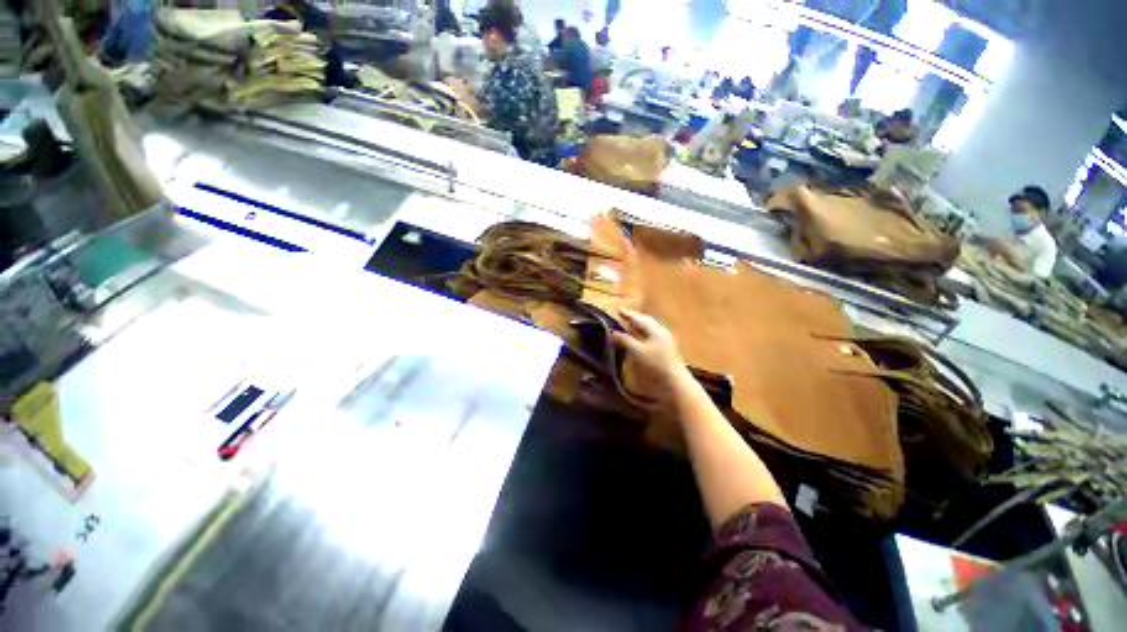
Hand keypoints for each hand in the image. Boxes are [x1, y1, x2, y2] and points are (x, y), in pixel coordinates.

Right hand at [612, 308, 691, 394]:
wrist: (676, 381)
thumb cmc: (656, 364)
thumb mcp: (637, 351)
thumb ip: (624, 341)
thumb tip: (612, 333)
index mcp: (655, 330)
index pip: (639, 318)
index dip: (628, 314)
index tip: (618, 310)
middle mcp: (661, 331)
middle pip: (647, 321)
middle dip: (635, 318)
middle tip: (624, 316)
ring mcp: (665, 340)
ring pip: (651, 328)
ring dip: (640, 325)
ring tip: (631, 325)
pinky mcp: (666, 348)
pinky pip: (653, 334)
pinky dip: (644, 332)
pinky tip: (641, 338)